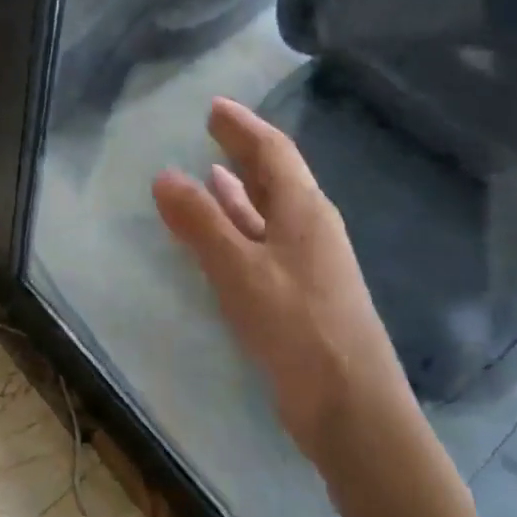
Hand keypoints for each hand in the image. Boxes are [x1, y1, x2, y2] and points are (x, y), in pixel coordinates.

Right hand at [153, 97, 409, 465]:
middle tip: (214, 129)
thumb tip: (164, 176)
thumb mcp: (239, 269)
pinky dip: (239, 228)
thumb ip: (200, 222)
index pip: (273, 152)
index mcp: (305, 211)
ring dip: (241, 190)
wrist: (352, 409)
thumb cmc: (297, 327)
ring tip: (211, 172)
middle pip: (276, 176)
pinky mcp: (299, 295)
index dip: (243, 126)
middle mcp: (311, 229)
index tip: (215, 107)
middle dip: (244, 151)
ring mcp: (308, 264)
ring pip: (269, 211)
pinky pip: (263, 243)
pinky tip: (223, 234)